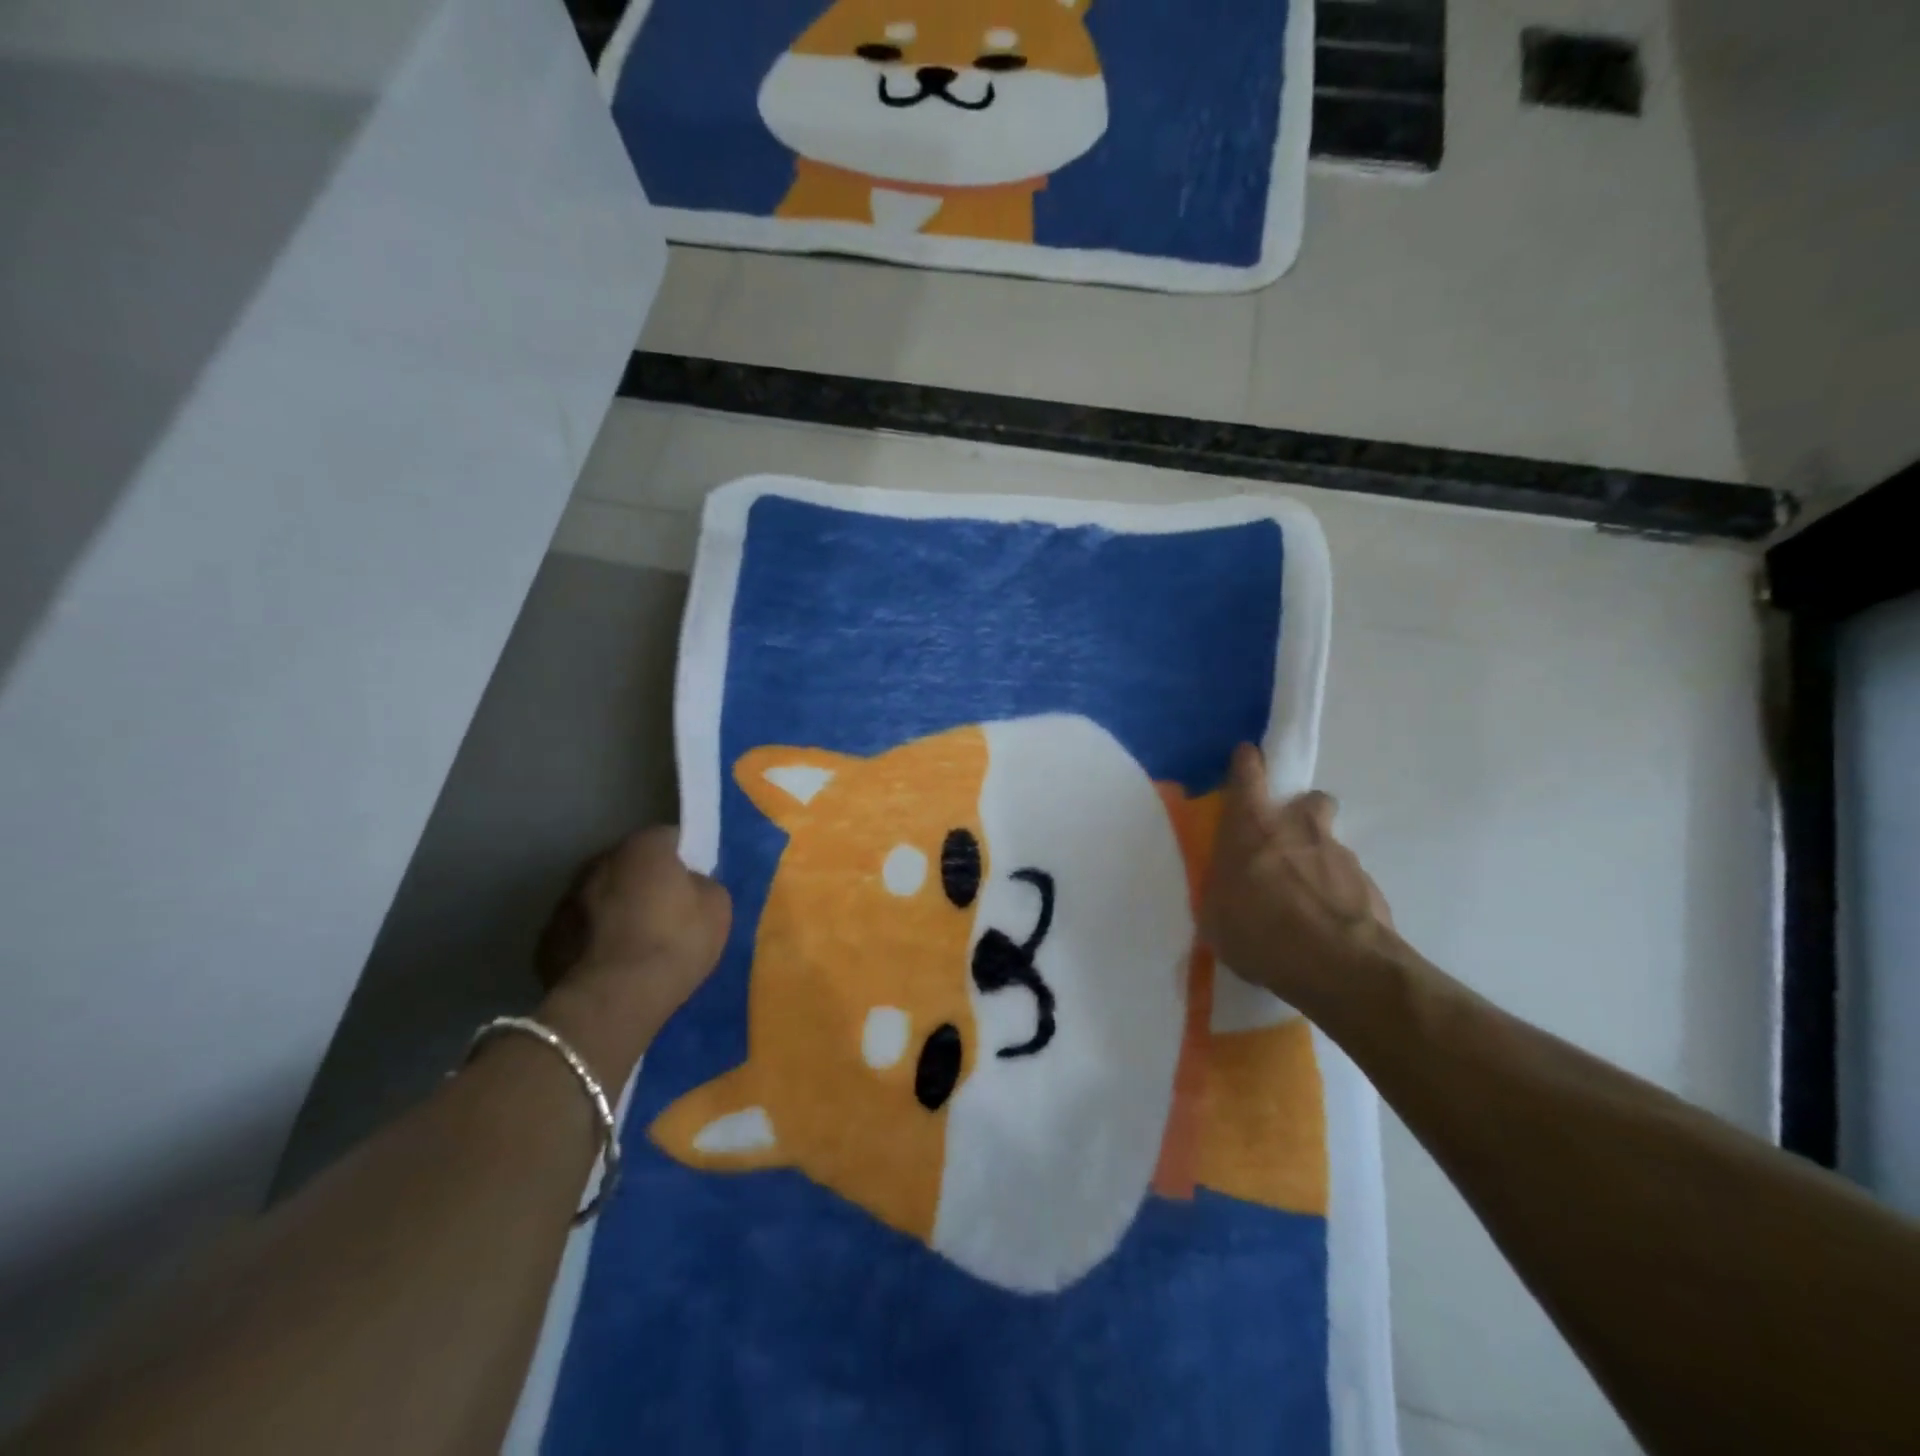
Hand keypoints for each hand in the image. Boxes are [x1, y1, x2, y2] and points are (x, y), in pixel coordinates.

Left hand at [534, 828, 730, 1071]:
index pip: (668, 838)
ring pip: (600, 897)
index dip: (683, 859)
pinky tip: (611, 965)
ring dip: (615, 910)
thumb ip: (703, 884)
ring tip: (635, 943)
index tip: (692, 883)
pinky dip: (593, 942)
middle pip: (629, 865)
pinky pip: (580, 932)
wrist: (615, 1000)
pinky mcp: (547, 940)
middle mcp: (599, 862)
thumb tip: (689, 883)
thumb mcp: (717, 907)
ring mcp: (567, 900)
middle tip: (665, 912)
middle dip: (644, 882)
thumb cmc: (675, 943)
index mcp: (643, 846)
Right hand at [1201, 744, 1400, 1019]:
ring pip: (1331, 843)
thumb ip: (1220, 892)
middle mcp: (1299, 829)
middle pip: (1309, 799)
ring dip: (1320, 860)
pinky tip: (1329, 925)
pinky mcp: (1370, 886)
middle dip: (1302, 812)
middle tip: (1288, 842)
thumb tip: (1225, 890)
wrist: (1340, 967)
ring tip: (1309, 899)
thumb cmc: (1261, 933)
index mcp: (1252, 828)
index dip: (1247, 763)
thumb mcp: (1216, 917)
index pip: (1248, 774)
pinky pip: (1350, 881)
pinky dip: (1339, 895)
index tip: (1247, 758)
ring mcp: (1340, 855)